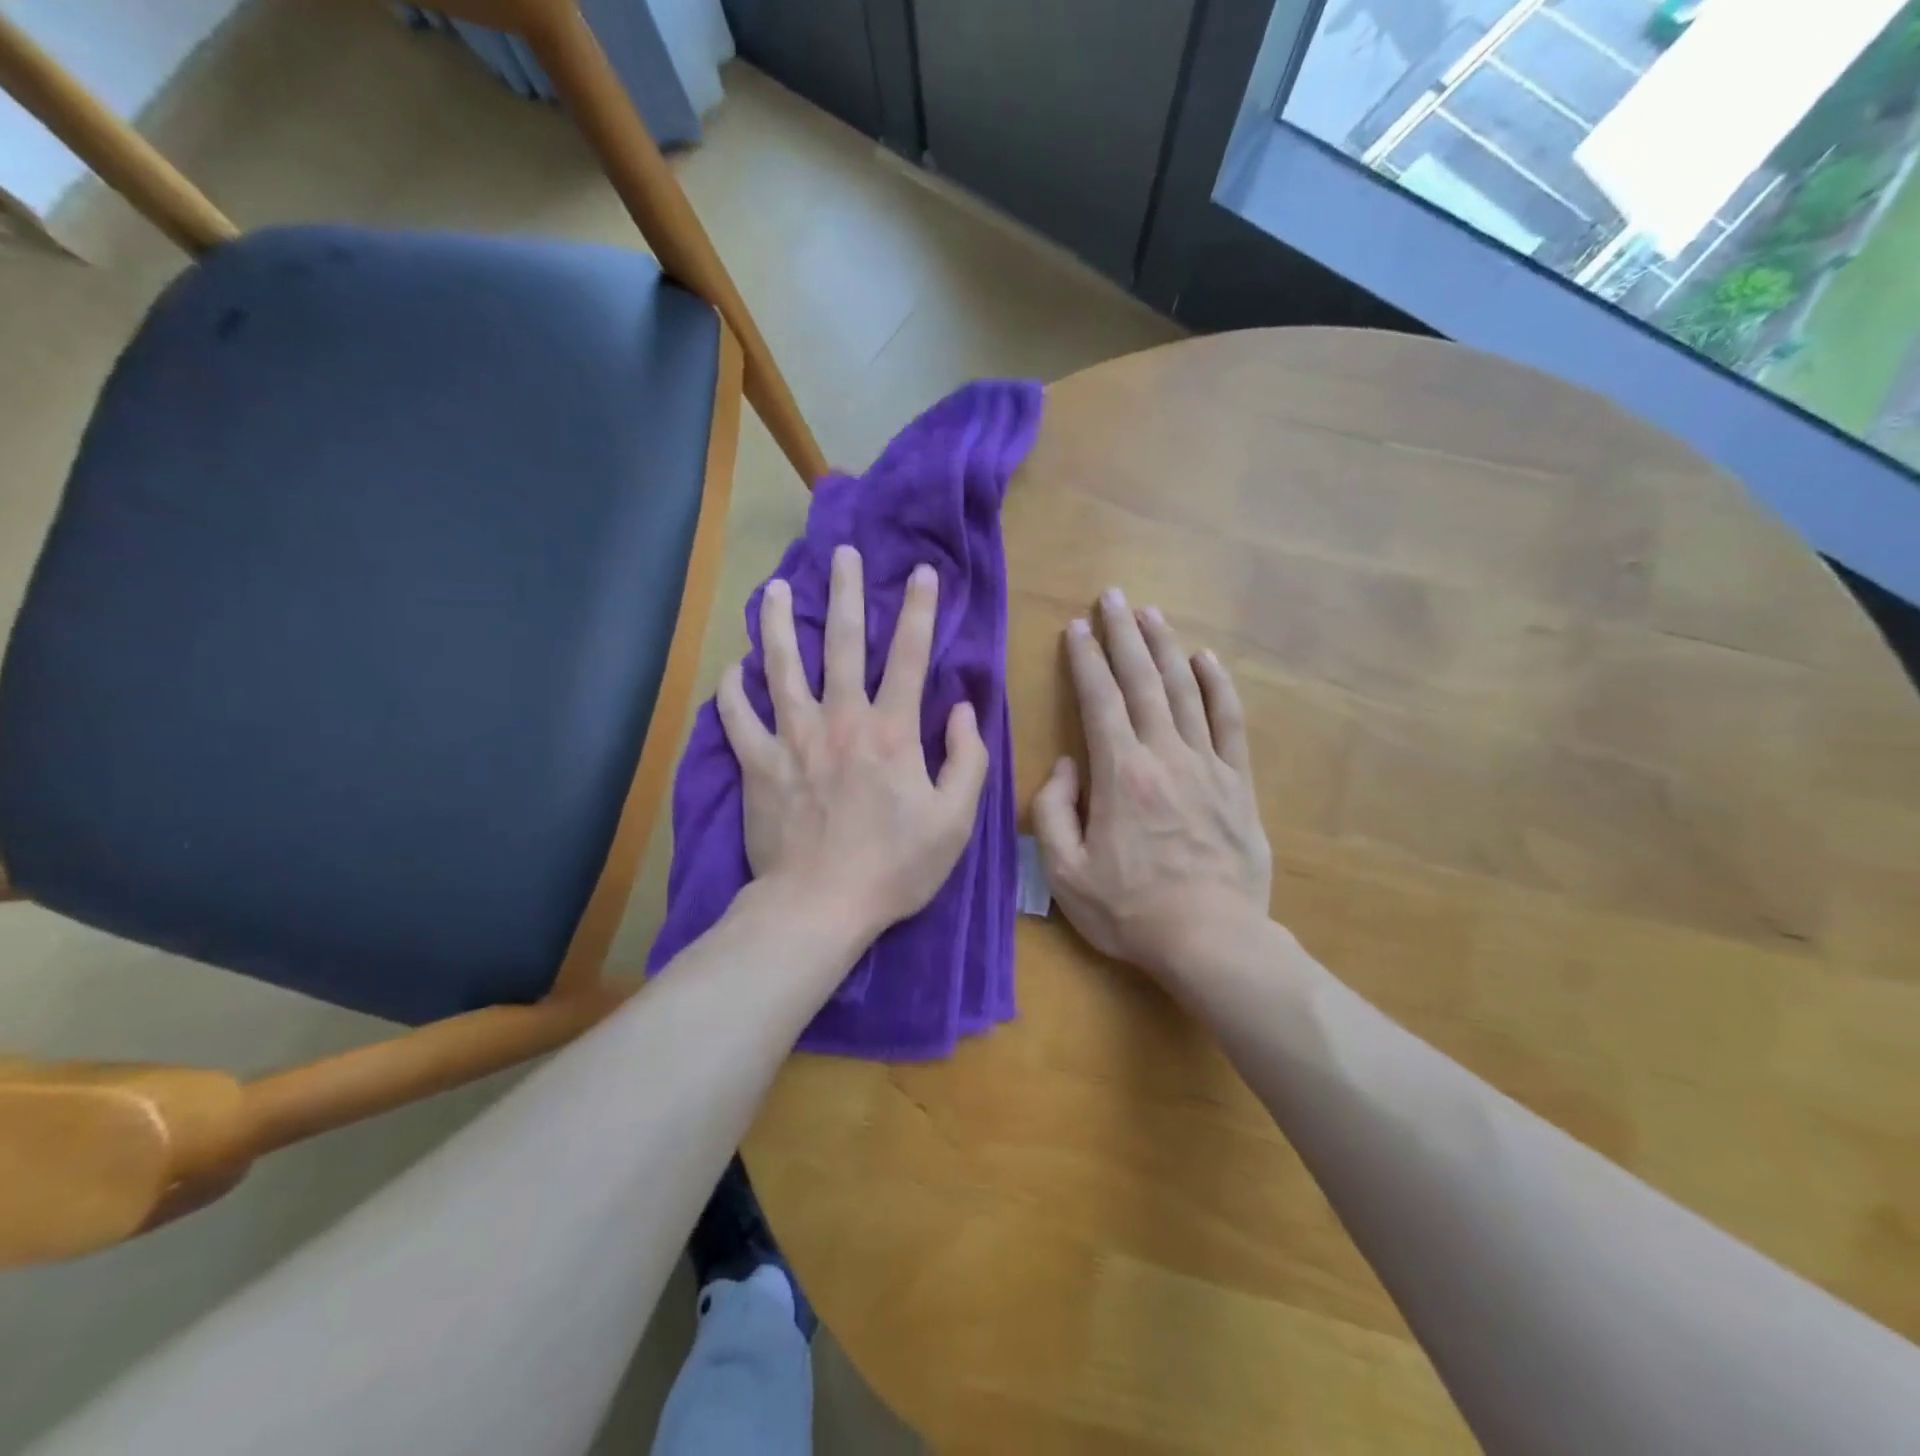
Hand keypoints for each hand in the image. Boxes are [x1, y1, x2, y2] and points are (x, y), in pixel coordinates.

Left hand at [717, 545, 988, 943]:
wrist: (820, 906)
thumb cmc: (896, 867)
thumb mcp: (954, 820)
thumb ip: (967, 759)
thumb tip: (964, 709)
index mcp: (891, 732)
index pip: (909, 656)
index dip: (919, 611)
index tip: (922, 573)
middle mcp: (840, 721)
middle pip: (840, 643)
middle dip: (845, 593)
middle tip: (842, 554)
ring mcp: (792, 740)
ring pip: (780, 667)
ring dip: (776, 624)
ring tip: (771, 589)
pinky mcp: (757, 765)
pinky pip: (737, 719)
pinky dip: (732, 692)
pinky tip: (732, 670)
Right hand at [1031, 588, 1271, 980]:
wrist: (1211, 940)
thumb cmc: (1130, 910)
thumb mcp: (1065, 872)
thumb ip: (1053, 812)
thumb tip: (1066, 765)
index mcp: (1120, 773)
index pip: (1099, 700)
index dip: (1085, 660)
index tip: (1076, 628)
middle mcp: (1164, 755)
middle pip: (1142, 681)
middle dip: (1123, 635)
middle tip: (1112, 596)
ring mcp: (1207, 766)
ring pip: (1184, 691)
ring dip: (1165, 648)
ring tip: (1151, 614)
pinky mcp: (1238, 783)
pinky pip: (1229, 724)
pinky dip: (1218, 687)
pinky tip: (1207, 660)